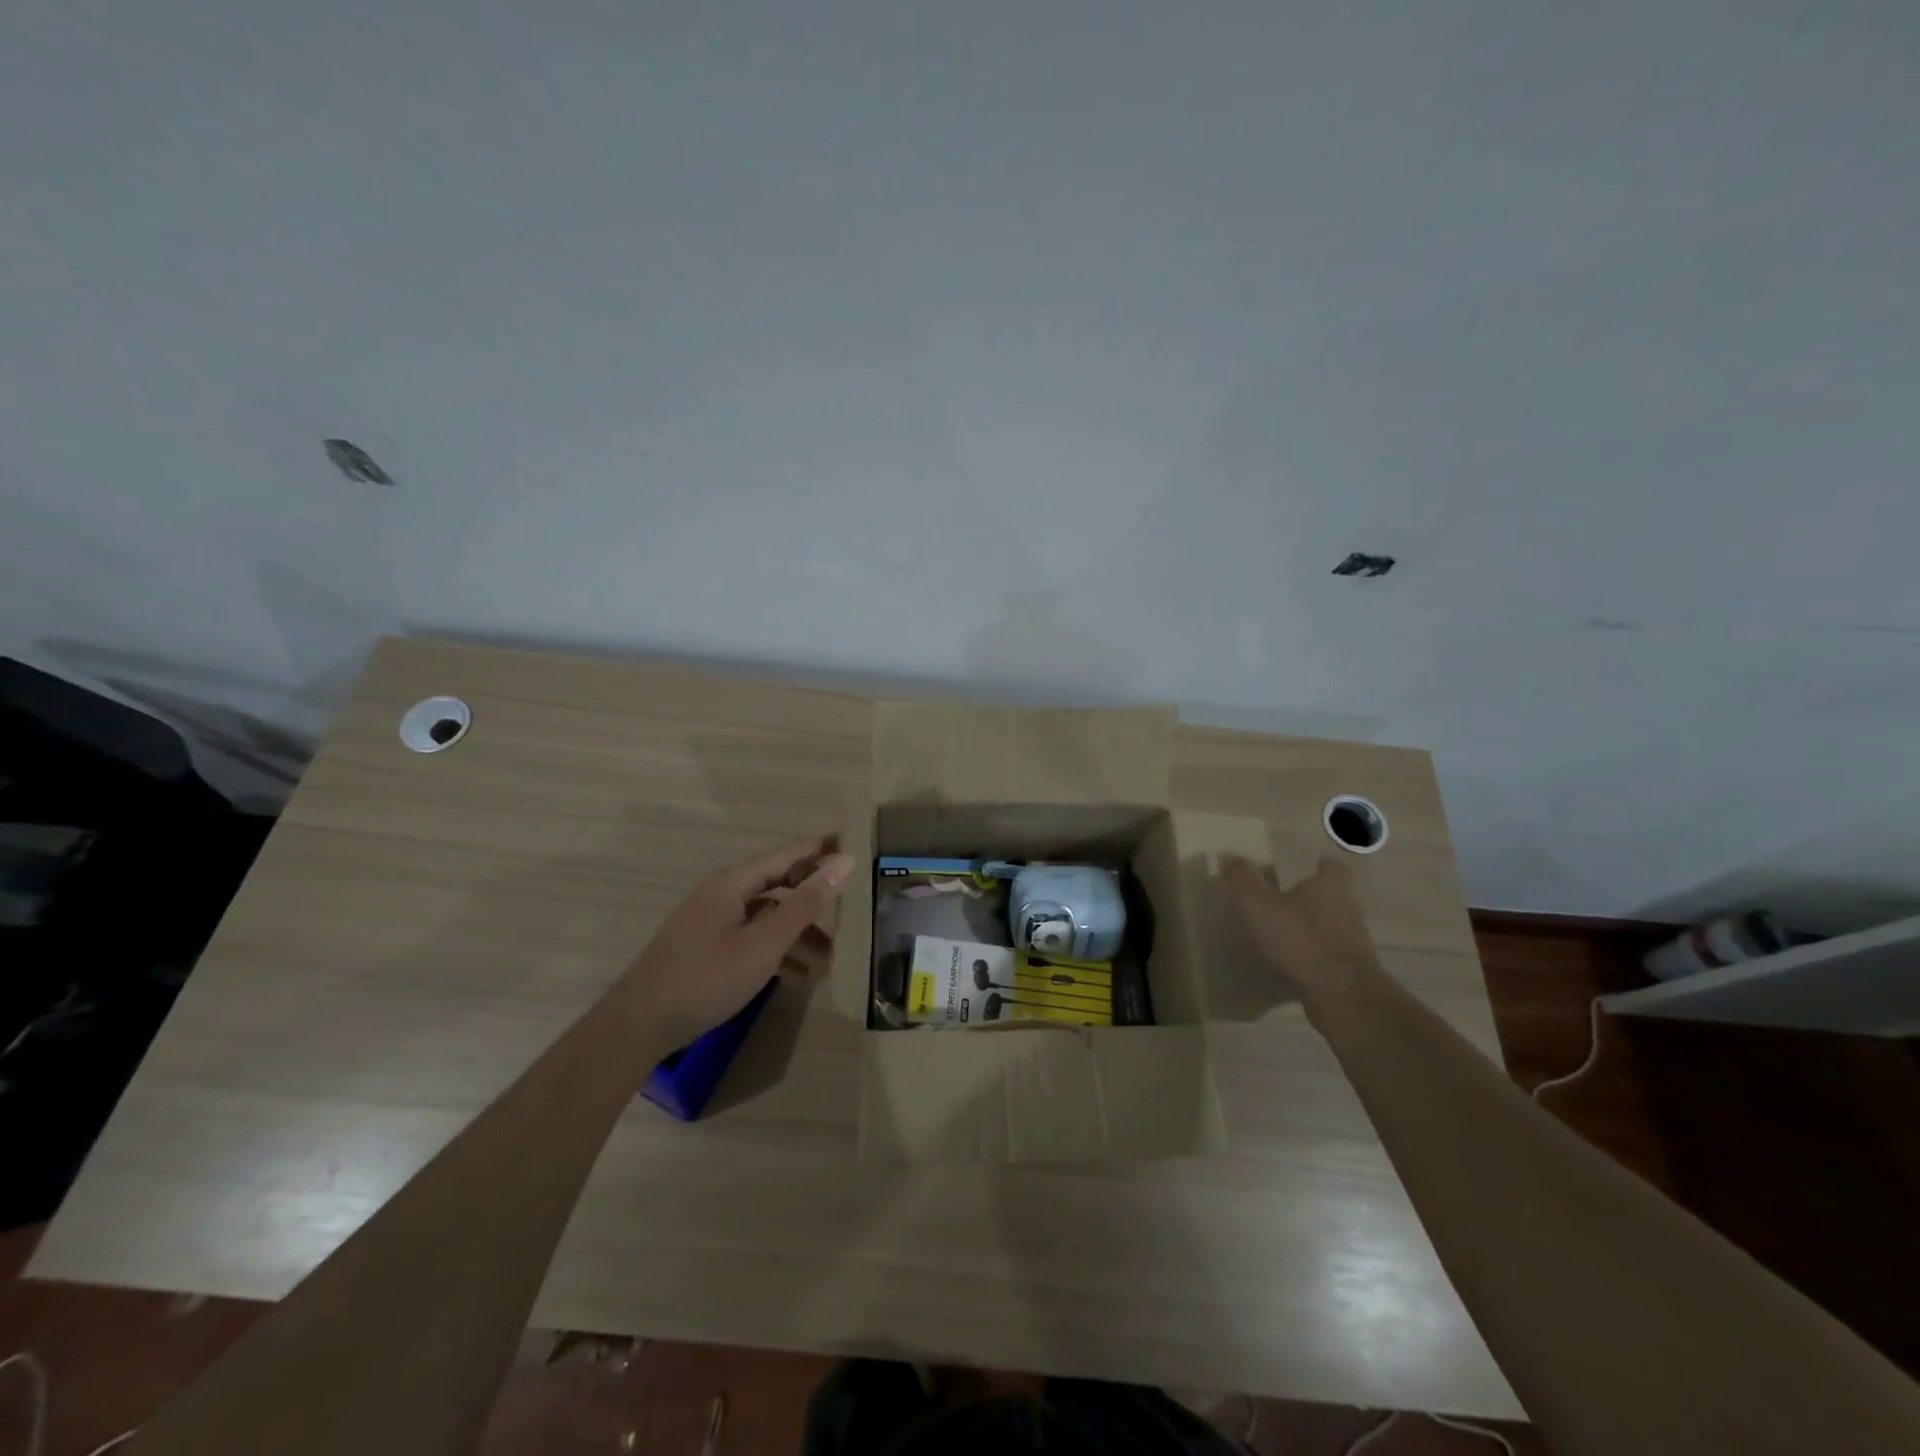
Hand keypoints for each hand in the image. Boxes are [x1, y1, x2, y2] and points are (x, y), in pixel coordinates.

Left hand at [624, 834, 854, 1050]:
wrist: (639, 1025)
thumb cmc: (707, 978)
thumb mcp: (764, 943)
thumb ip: (805, 903)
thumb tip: (844, 862)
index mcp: (732, 883)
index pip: (785, 855)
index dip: (818, 848)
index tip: (850, 843)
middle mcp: (720, 894)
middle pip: (775, 882)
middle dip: (811, 891)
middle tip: (848, 897)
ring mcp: (709, 921)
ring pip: (765, 913)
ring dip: (796, 928)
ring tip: (829, 951)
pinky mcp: (704, 947)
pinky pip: (750, 935)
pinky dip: (776, 947)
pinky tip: (796, 973)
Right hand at [1221, 855, 1381, 1015]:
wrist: (1342, 994)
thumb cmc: (1300, 939)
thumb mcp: (1259, 905)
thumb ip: (1243, 879)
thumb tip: (1228, 855)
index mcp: (1330, 886)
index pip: (1333, 867)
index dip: (1321, 866)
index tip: (1310, 866)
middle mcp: (1349, 908)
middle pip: (1335, 896)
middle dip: (1314, 896)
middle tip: (1288, 898)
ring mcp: (1354, 941)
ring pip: (1334, 925)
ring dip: (1314, 926)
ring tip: (1286, 932)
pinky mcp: (1353, 970)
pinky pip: (1331, 953)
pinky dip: (1315, 953)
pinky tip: (1294, 961)